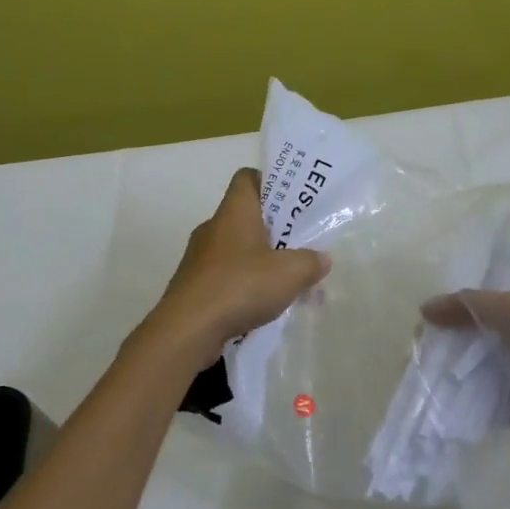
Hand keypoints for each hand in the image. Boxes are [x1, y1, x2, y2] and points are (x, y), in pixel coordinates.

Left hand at [143, 168, 330, 367]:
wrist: (187, 330)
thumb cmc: (240, 286)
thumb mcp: (290, 273)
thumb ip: (311, 262)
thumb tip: (321, 259)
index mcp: (234, 211)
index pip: (248, 178)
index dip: (271, 182)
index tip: (292, 199)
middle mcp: (214, 227)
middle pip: (247, 217)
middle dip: (275, 230)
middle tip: (302, 245)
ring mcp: (200, 258)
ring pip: (238, 250)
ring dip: (262, 262)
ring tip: (288, 282)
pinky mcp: (194, 286)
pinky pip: (227, 277)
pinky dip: (246, 286)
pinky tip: (265, 306)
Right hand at [422, 289, 509, 508]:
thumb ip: (470, 305)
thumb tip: (425, 309)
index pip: (496, 298)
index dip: (462, 305)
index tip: (429, 318)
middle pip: (487, 333)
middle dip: (455, 339)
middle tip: (421, 348)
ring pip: (486, 367)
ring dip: (458, 371)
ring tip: (422, 374)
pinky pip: (491, 400)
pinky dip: (469, 401)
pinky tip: (441, 400)